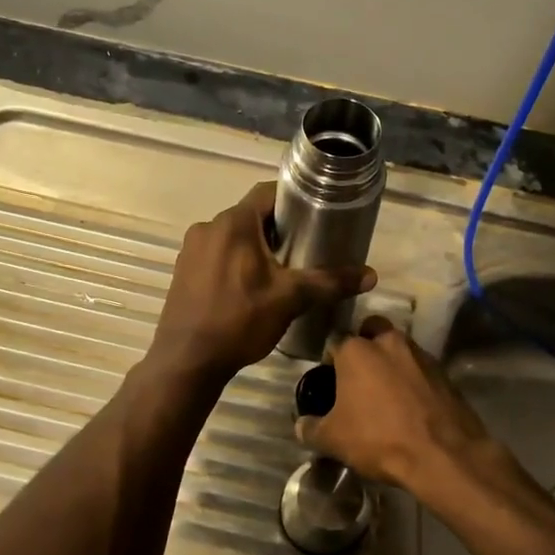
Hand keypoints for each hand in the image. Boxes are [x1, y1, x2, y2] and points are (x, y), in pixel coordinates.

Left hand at [149, 181, 375, 380]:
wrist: (187, 361)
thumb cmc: (240, 320)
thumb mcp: (291, 299)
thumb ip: (330, 282)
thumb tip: (371, 275)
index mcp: (233, 223)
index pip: (267, 192)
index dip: (293, 199)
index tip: (315, 215)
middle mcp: (208, 227)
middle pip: (251, 216)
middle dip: (278, 229)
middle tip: (305, 249)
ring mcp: (191, 250)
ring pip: (233, 237)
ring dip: (256, 247)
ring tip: (281, 271)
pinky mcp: (183, 272)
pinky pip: (216, 255)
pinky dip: (235, 262)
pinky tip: (249, 289)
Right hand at [297, 316, 502, 494]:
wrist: (442, 455)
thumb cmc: (379, 439)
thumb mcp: (333, 440)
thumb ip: (310, 428)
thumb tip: (301, 425)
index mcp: (357, 350)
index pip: (334, 341)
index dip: (329, 361)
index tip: (329, 382)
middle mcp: (389, 342)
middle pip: (371, 331)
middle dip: (364, 346)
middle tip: (359, 377)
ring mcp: (421, 354)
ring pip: (399, 348)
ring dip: (391, 362)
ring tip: (386, 394)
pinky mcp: (445, 372)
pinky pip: (421, 368)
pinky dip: (413, 379)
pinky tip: (410, 405)